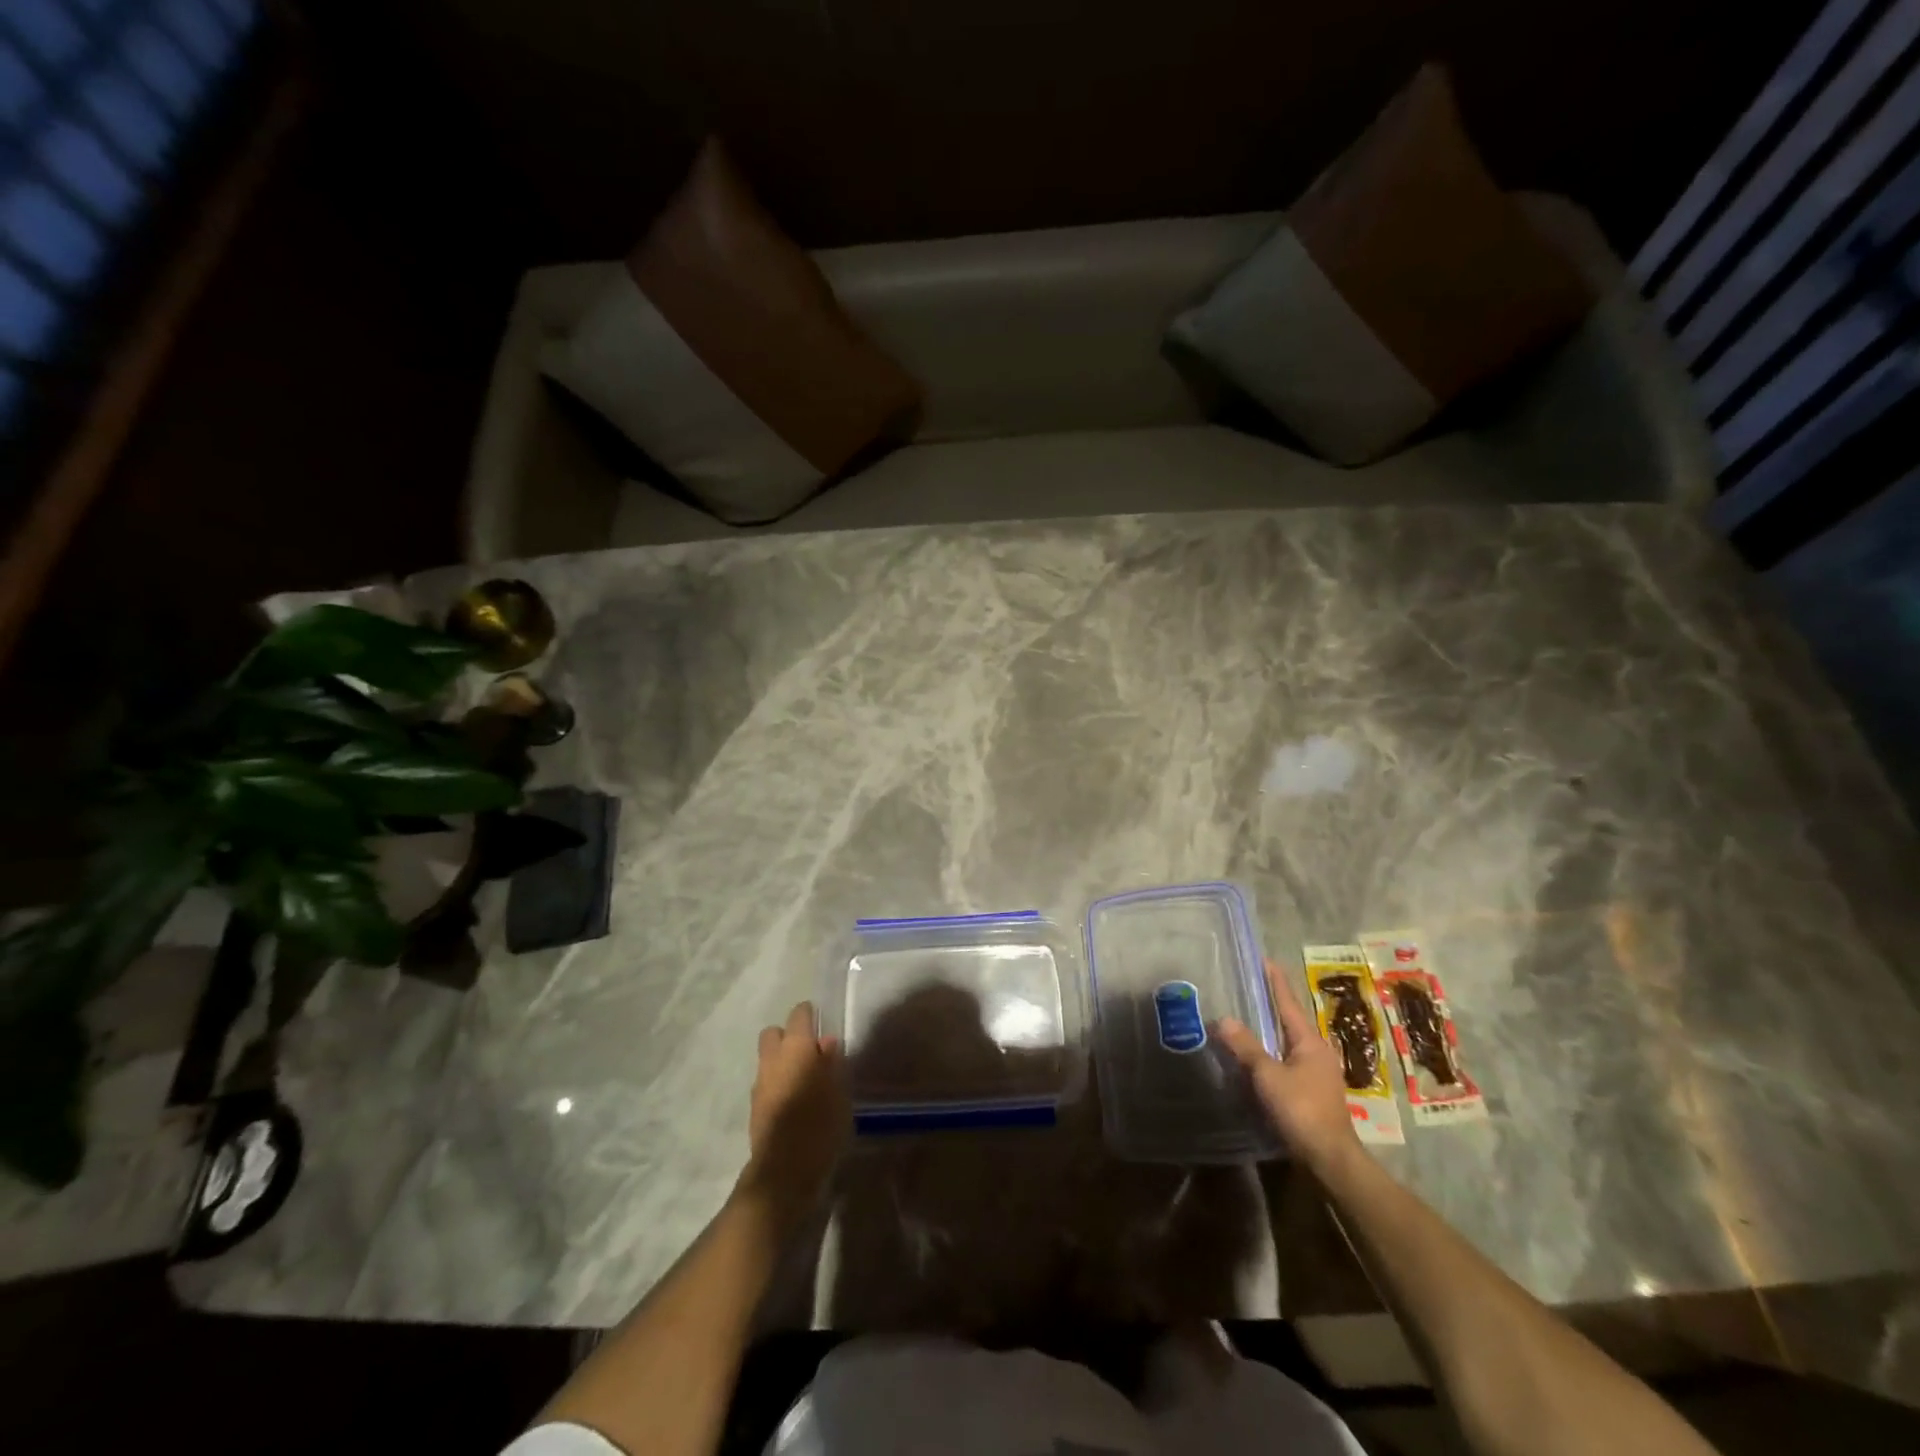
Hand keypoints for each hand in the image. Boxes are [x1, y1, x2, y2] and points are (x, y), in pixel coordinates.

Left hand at [741, 1002, 850, 1215]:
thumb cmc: (821, 1125)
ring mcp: (759, 1084)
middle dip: (788, 1035)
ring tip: (804, 1077)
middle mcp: (773, 1060)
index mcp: (796, 1048)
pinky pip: (766, 1082)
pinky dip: (777, 1083)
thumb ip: (832, 1062)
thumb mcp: (839, 1091)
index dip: (809, 1014)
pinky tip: (794, 1099)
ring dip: (781, 1061)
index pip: (799, 1015)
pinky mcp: (754, 1108)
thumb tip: (825, 1042)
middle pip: (774, 1033)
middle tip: (809, 1050)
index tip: (821, 1021)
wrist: (784, 1172)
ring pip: (767, 1059)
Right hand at [1217, 961, 1362, 1170]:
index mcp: (1310, 1041)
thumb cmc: (1302, 1110)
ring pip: (1287, 1041)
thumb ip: (1246, 1047)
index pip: (1288, 1002)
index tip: (1264, 959)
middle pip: (1289, 1020)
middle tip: (1246, 986)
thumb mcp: (1268, 1076)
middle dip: (1269, 1003)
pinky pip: (1286, 1060)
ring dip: (1268, 1030)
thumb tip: (1223, 1018)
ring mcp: (1317, 1072)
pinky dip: (1269, 1051)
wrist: (1330, 1159)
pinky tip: (1254, 1056)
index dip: (1275, 981)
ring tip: (1244, 1017)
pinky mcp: (1311, 1091)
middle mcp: (1317, 1051)